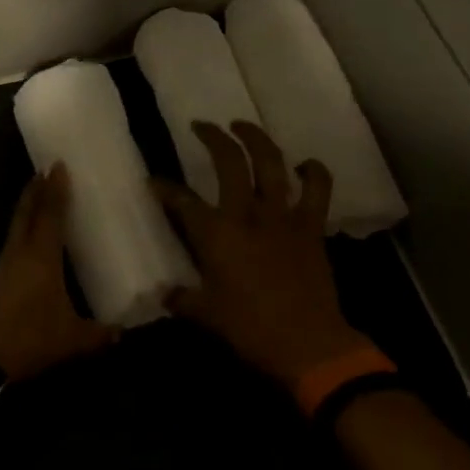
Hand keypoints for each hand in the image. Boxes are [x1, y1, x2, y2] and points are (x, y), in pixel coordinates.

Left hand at [0, 165, 113, 382]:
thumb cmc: (30, 338)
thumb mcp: (72, 339)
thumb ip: (100, 333)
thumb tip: (124, 332)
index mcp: (41, 256)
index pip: (50, 214)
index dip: (55, 190)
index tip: (58, 166)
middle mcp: (20, 252)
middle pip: (26, 213)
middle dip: (35, 191)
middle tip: (44, 172)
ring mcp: (4, 265)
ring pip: (17, 228)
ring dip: (28, 210)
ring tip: (41, 201)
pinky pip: (13, 245)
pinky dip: (23, 233)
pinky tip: (33, 243)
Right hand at [154, 121, 367, 399]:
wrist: (308, 343)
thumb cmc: (249, 329)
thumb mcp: (206, 315)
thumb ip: (183, 299)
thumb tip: (166, 294)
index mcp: (216, 234)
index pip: (181, 201)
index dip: (164, 188)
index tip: (153, 180)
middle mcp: (247, 214)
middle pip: (229, 162)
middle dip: (213, 138)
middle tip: (202, 126)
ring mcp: (282, 217)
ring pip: (271, 163)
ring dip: (257, 139)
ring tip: (243, 125)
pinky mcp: (311, 227)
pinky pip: (317, 190)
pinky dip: (313, 172)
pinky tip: (305, 165)